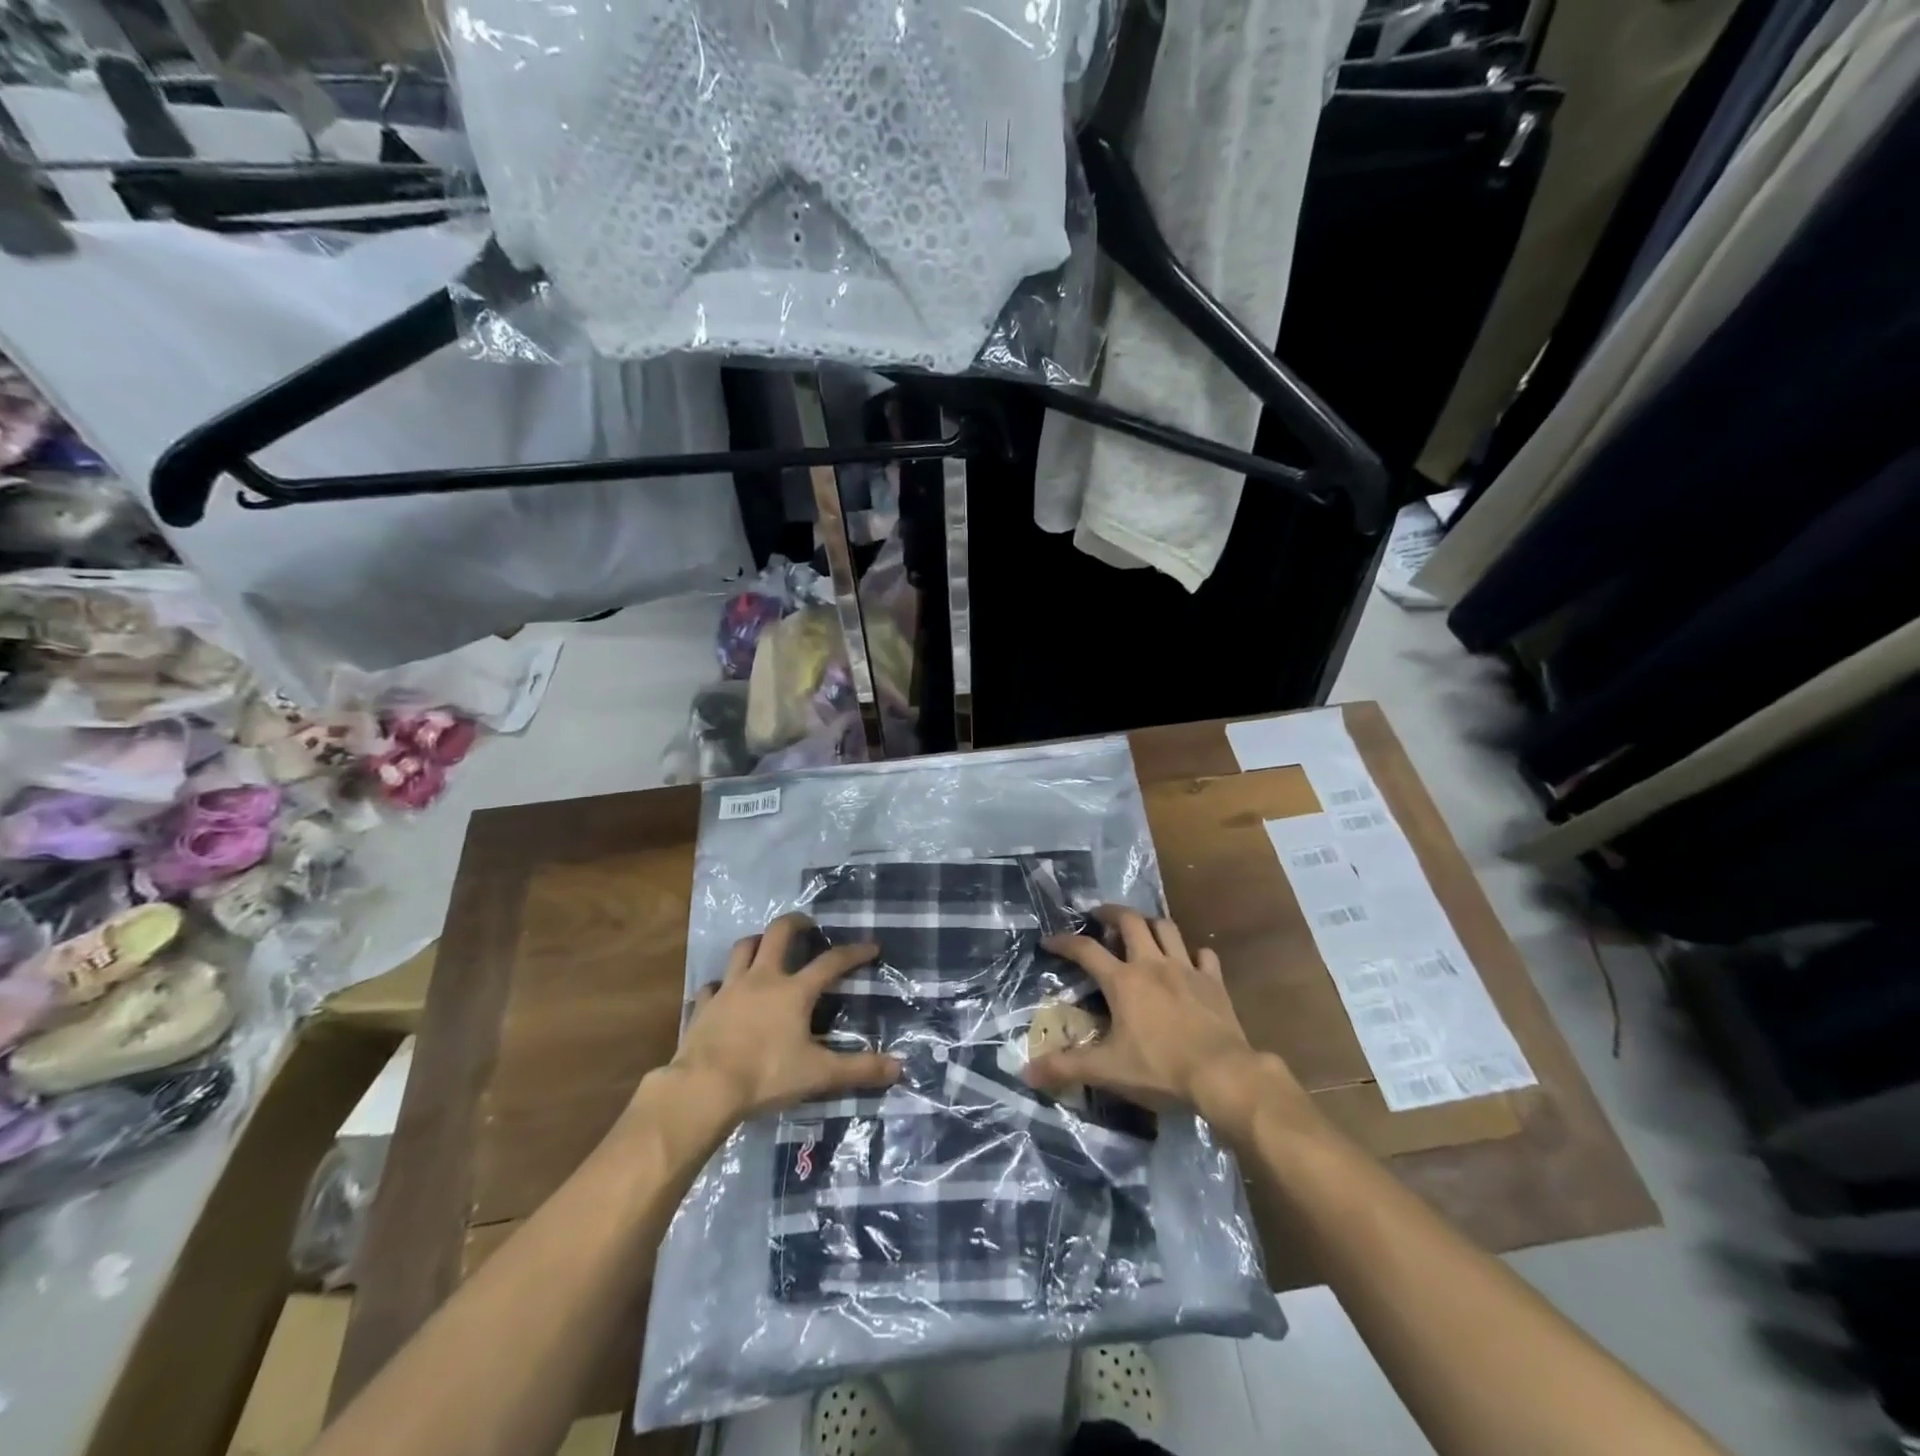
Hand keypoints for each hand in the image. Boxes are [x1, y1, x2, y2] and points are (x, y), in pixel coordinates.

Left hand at [665, 913, 901, 1125]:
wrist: (703, 1089)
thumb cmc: (765, 1076)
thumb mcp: (818, 1075)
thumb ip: (858, 1069)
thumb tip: (899, 1068)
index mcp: (794, 991)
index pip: (831, 962)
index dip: (853, 952)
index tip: (871, 946)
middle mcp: (762, 979)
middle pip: (778, 933)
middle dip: (796, 923)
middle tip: (808, 926)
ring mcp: (729, 989)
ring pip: (742, 948)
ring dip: (756, 942)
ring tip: (765, 946)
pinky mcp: (704, 1006)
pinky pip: (713, 985)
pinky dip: (722, 985)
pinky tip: (725, 993)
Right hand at [1023, 907, 1303, 1132]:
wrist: (1223, 1074)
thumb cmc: (1161, 1070)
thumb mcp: (1107, 1070)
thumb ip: (1065, 1067)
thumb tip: (1025, 1073)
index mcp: (1123, 981)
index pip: (1086, 950)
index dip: (1065, 941)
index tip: (1049, 940)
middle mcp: (1152, 964)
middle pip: (1130, 921)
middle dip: (1111, 912)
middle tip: (1099, 914)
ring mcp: (1186, 969)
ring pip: (1167, 928)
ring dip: (1150, 923)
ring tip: (1140, 928)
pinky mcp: (1214, 982)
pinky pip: (1204, 955)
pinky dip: (1193, 953)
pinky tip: (1189, 961)